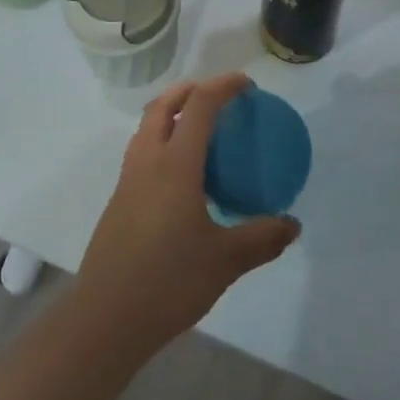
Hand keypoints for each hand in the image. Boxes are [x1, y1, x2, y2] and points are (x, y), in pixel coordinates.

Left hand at [75, 74, 300, 355]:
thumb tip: (292, 224)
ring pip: (147, 126)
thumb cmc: (169, 280)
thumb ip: (262, 238)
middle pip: (164, 104)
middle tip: (219, 97)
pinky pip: (142, 150)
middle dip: (191, 90)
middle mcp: (147, 160)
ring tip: (200, 129)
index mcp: (175, 163)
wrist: (107, 315)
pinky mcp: (119, 199)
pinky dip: (162, 140)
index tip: (247, 84)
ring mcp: (128, 178)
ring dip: (172, 113)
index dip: (224, 86)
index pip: (200, 106)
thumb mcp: (225, 261)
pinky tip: (182, 175)